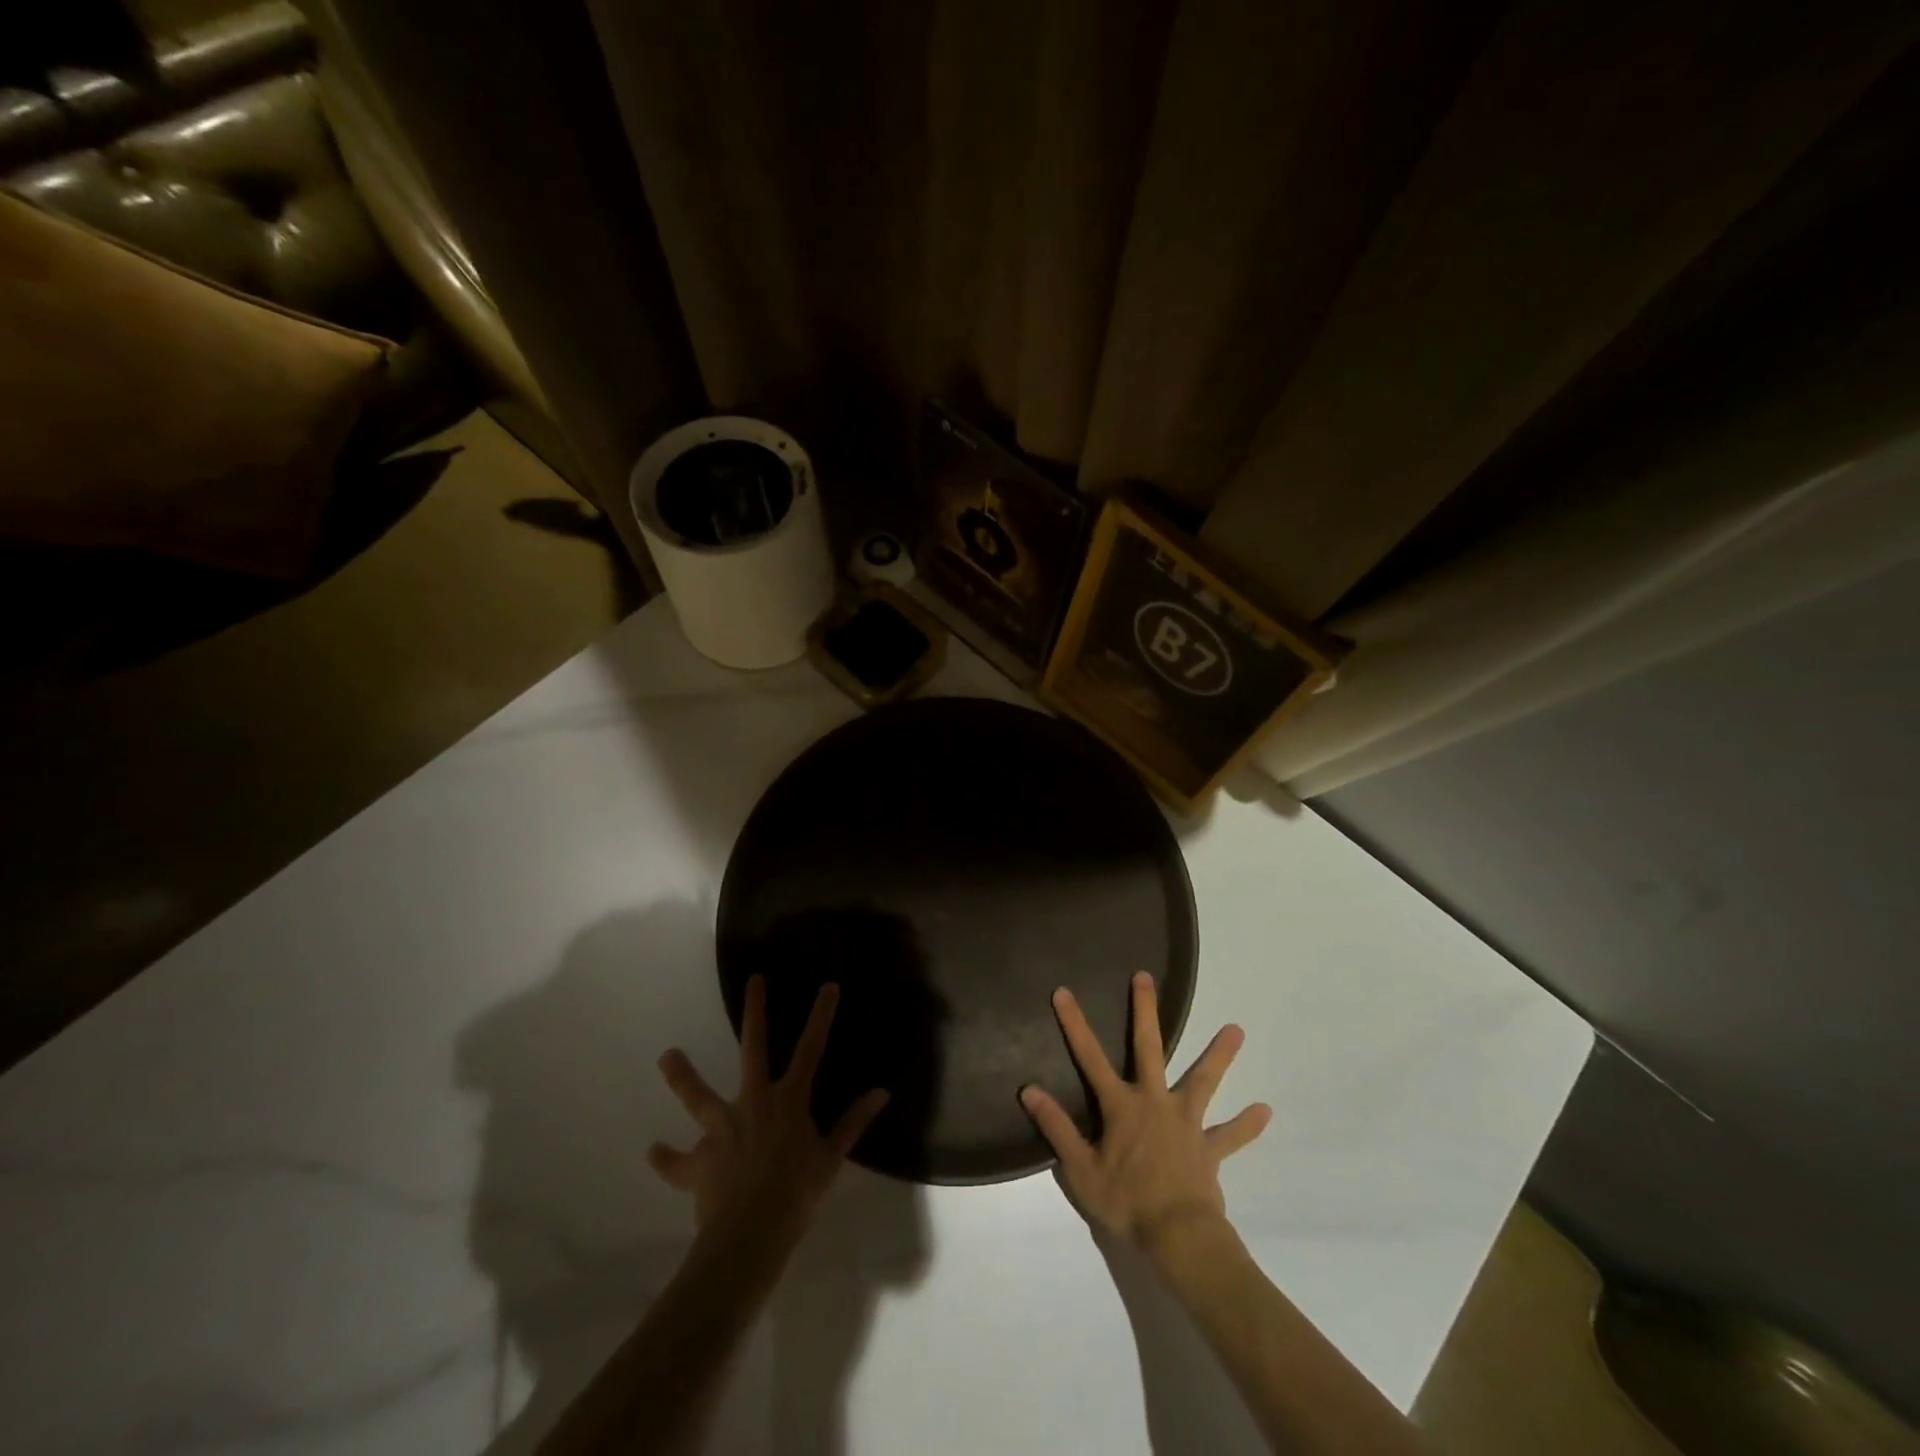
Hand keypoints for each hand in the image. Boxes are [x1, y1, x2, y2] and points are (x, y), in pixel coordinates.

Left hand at [649, 976, 887, 1242]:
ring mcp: (721, 1130)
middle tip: (753, 981)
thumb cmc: (797, 1194)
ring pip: (698, 1096)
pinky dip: (667, 1159)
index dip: (821, 1017)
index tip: (828, 987)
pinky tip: (655, 1152)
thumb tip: (881, 1093)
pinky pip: (678, 1162)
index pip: (811, 1050)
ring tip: (666, 1056)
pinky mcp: (698, 1161)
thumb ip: (852, 1123)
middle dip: (755, 1012)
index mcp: (788, 1101)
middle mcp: (753, 1102)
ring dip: (682, 1076)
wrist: (750, 1236)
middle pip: (753, 1048)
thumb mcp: (831, 1159)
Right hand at [1022, 971, 1270, 1254]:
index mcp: (1121, 1106)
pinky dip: (1246, 1125)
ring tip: (1237, 1030)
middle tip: (1145, 978)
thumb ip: (1057, 1128)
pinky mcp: (1209, 1148)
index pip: (1090, 1057)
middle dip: (1145, 1011)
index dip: (1075, 1024)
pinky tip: (1265, 1112)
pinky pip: (1231, 1135)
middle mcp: (1154, 1102)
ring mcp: (1186, 1122)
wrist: (1179, 1237)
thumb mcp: (1081, 1170)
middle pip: (1149, 1048)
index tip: (1064, 992)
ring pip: (1203, 1081)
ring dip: (1219, 1056)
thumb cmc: (1126, 1203)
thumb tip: (1030, 1090)